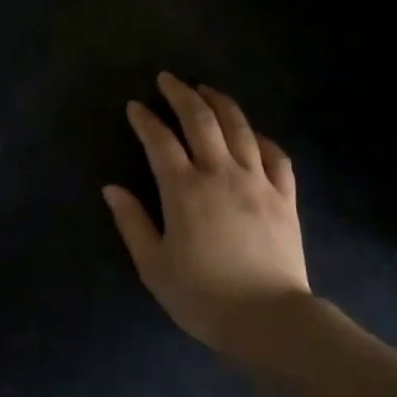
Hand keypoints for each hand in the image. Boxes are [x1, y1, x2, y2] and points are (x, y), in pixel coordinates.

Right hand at [103, 73, 311, 362]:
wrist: (267, 318)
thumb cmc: (202, 296)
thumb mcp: (153, 265)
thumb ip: (132, 222)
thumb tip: (111, 189)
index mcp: (184, 190)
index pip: (160, 141)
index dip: (145, 120)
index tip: (134, 105)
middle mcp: (221, 174)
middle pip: (201, 120)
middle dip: (182, 94)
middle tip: (168, 79)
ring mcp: (258, 182)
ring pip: (240, 128)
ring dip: (221, 103)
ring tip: (206, 90)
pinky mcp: (285, 197)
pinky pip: (276, 155)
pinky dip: (261, 137)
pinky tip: (253, 133)